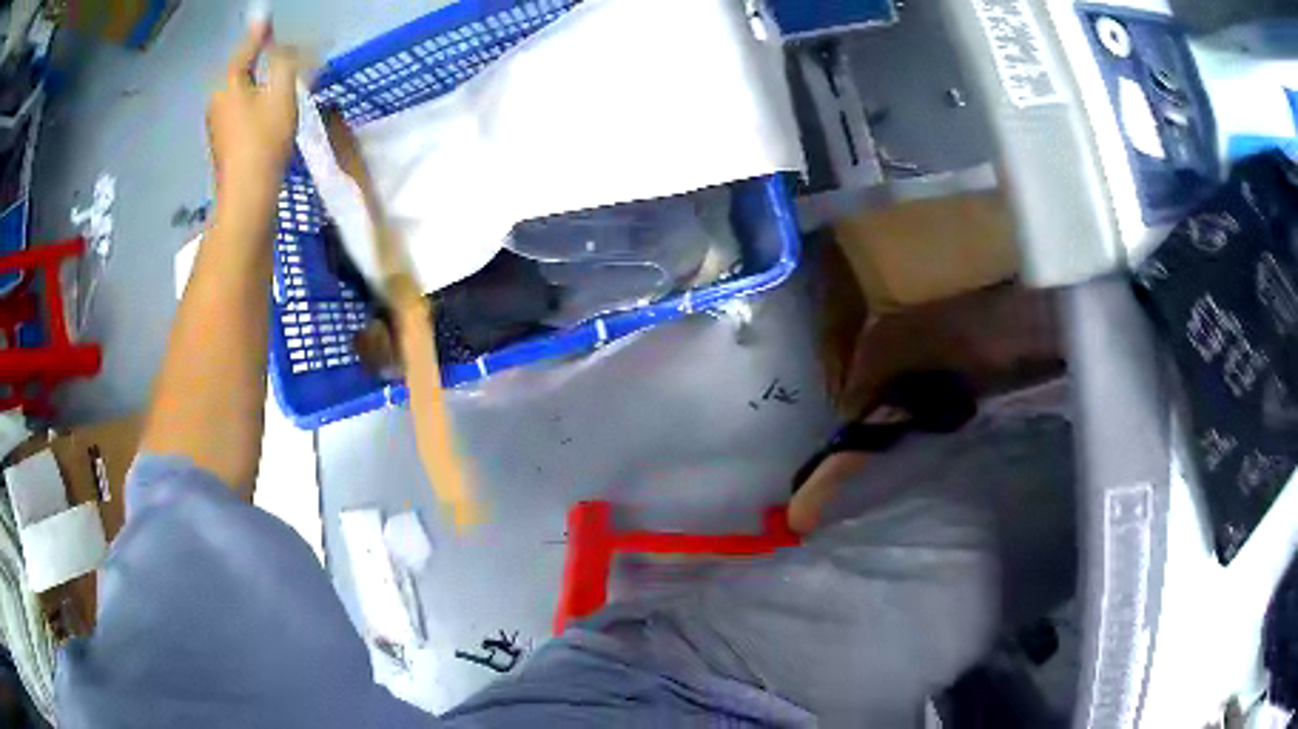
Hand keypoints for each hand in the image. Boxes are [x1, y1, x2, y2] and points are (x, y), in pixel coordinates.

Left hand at [207, 23, 301, 206]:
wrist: (246, 196)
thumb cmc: (264, 140)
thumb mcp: (281, 93)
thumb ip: (284, 60)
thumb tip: (282, 41)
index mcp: (227, 84)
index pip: (245, 50)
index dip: (260, 35)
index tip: (267, 19)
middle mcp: (217, 100)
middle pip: (241, 71)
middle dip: (261, 60)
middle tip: (283, 55)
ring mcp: (216, 123)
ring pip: (241, 91)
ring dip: (260, 82)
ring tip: (280, 82)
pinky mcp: (222, 142)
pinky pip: (240, 109)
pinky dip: (254, 102)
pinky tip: (267, 109)